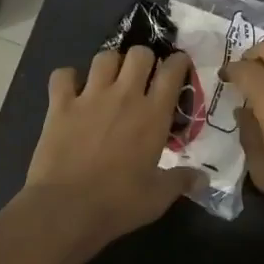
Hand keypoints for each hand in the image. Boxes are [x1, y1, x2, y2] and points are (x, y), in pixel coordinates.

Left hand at [22, 46, 197, 250]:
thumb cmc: (118, 203)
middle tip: (143, 77)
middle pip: (139, 54)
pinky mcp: (59, 105)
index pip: (172, 71)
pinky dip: (68, 78)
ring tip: (110, 80)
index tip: (179, 68)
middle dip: (144, 60)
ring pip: (104, 57)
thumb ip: (181, 181)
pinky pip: (63, 75)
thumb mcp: (158, 197)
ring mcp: (89, 97)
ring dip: (110, 64)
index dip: (178, 63)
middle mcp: (124, 96)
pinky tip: (71, 90)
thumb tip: (204, 178)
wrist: (66, 209)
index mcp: (153, 114)